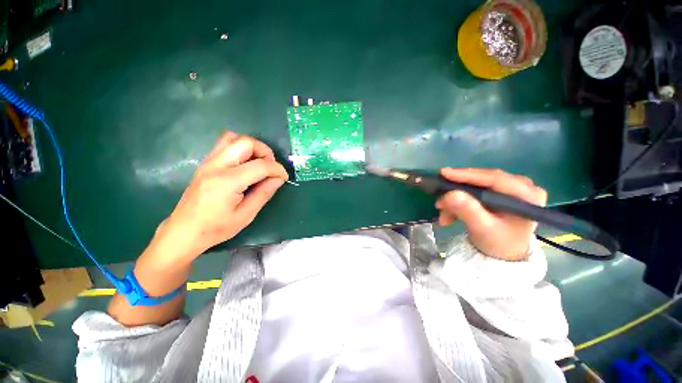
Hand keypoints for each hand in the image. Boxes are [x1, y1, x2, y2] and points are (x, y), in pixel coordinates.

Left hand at [148, 132, 288, 265]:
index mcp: (228, 182)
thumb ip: (264, 193)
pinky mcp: (205, 163)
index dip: (278, 169)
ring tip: (259, 164)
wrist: (183, 231)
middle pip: (246, 142)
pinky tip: (245, 165)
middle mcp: (216, 166)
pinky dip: (240, 149)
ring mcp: (208, 162)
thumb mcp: (246, 215)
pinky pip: (225, 144)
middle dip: (265, 152)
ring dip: (252, 148)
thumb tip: (278, 178)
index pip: (261, 165)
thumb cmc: (216, 228)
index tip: (283, 177)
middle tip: (270, 169)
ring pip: (234, 138)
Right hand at [435, 168, 546, 260]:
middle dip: (457, 191)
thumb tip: (449, 194)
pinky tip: (449, 214)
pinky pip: (474, 191)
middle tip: (439, 199)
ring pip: (475, 187)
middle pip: (482, 181)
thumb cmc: (498, 244)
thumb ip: (468, 211)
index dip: (467, 175)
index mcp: (527, 195)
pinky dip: (459, 202)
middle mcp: (521, 186)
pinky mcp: (498, 192)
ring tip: (442, 212)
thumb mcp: (482, 229)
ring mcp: (510, 188)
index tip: (443, 173)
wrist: (503, 255)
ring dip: (455, 199)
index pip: (494, 178)